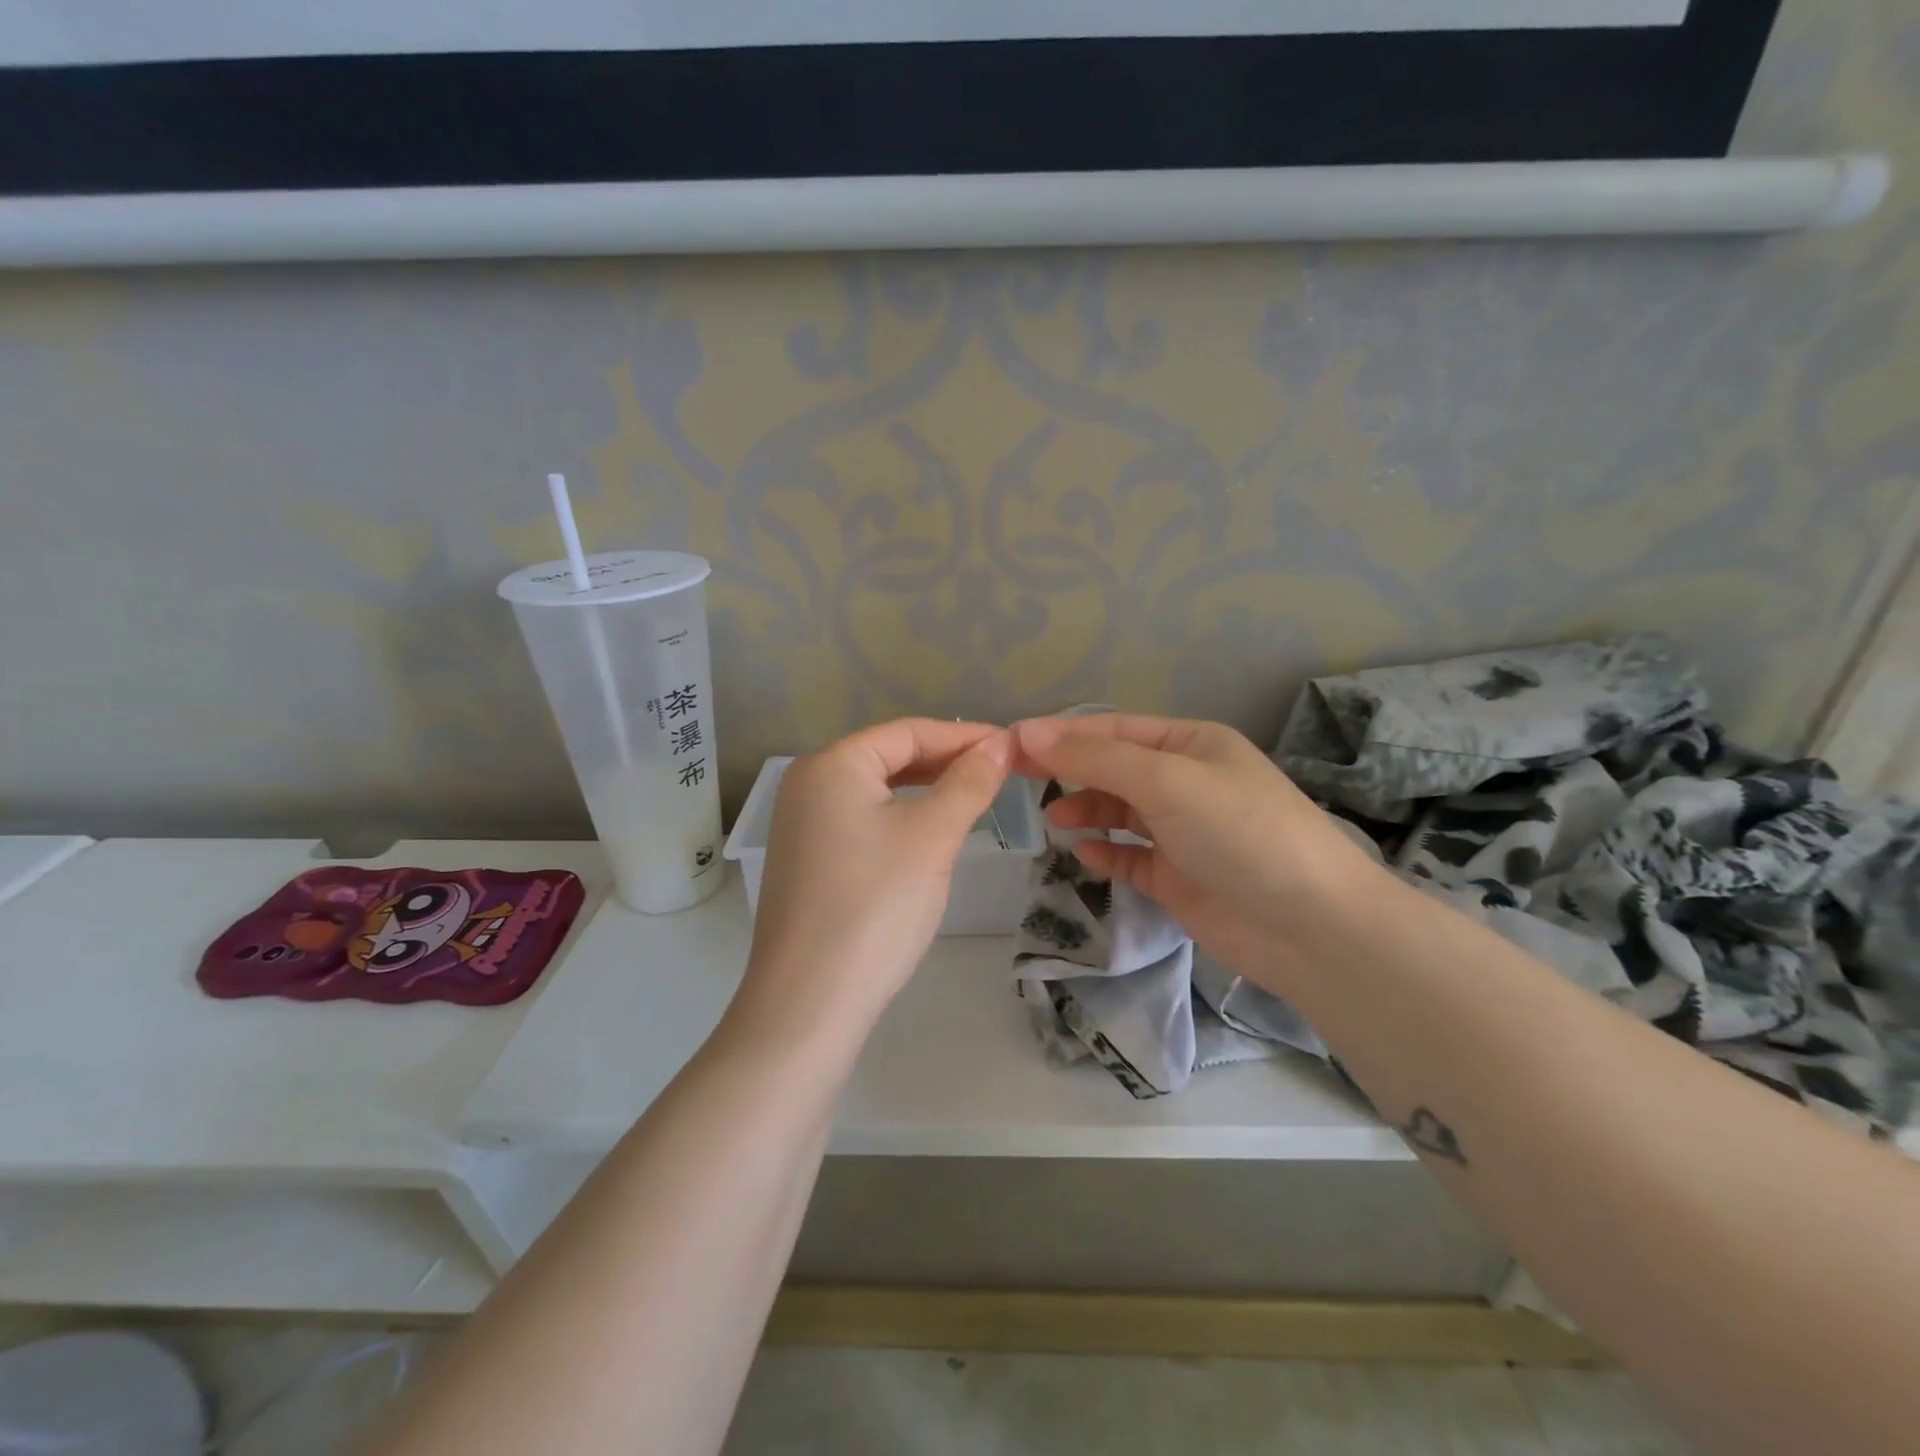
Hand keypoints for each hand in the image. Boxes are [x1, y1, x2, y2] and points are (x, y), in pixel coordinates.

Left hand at [733, 718, 1012, 1042]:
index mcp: (831, 765)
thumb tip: (1001, 743)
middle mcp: (808, 785)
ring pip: (878, 792)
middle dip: (946, 762)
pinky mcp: (808, 862)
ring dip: (927, 791)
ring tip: (975, 798)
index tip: (1013, 747)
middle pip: (889, 758)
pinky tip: (931, 835)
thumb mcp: (931, 837)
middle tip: (1001, 773)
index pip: (907, 732)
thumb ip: (968, 782)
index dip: (964, 736)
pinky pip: (864, 822)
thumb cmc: (875, 905)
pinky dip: (902, 819)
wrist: (810, 1003)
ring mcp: (802, 826)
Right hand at [1013, 714, 1385, 990]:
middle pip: (1113, 768)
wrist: (1309, 926)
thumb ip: (1096, 757)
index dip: (1062, 734)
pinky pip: (1130, 856)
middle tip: (1016, 779)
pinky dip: (1105, 852)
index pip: (1113, 729)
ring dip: (1086, 810)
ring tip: (1054, 819)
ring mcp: (1183, 831)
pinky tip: (1084, 853)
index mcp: (1191, 744)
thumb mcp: (1166, 781)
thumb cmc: (1240, 832)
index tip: (1010, 744)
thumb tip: (1029, 732)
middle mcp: (1186, 781)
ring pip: (1119, 812)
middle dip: (1069, 770)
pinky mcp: (1178, 877)